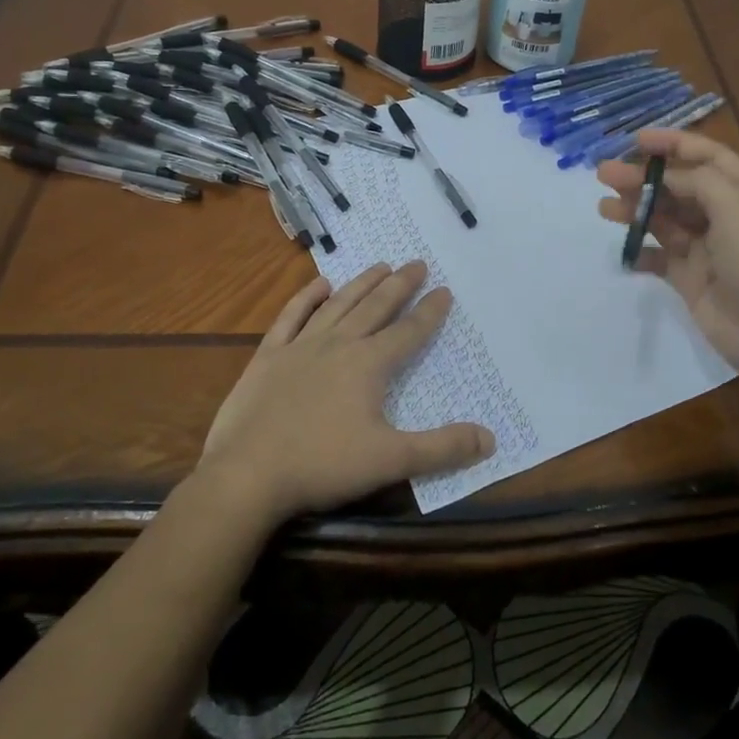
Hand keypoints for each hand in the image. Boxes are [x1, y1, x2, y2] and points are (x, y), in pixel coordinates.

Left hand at [196, 261, 494, 524]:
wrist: (247, 475)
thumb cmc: (323, 465)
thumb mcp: (391, 461)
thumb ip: (442, 448)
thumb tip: (490, 438)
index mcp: (369, 365)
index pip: (409, 332)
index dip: (430, 312)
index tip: (444, 290)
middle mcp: (338, 345)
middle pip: (376, 307)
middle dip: (400, 285)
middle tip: (417, 263)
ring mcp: (300, 347)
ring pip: (338, 305)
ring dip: (361, 284)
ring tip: (380, 265)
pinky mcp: (268, 357)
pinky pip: (291, 317)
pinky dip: (307, 298)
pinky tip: (320, 285)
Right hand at [597, 130, 738, 371]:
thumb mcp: (738, 208)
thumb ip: (700, 182)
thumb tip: (669, 176)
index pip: (708, 157)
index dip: (673, 144)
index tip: (635, 140)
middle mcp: (728, 216)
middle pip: (679, 187)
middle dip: (643, 178)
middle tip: (604, 174)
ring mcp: (709, 249)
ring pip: (665, 220)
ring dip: (636, 210)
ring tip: (604, 208)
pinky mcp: (692, 279)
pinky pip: (660, 258)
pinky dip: (641, 252)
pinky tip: (623, 250)